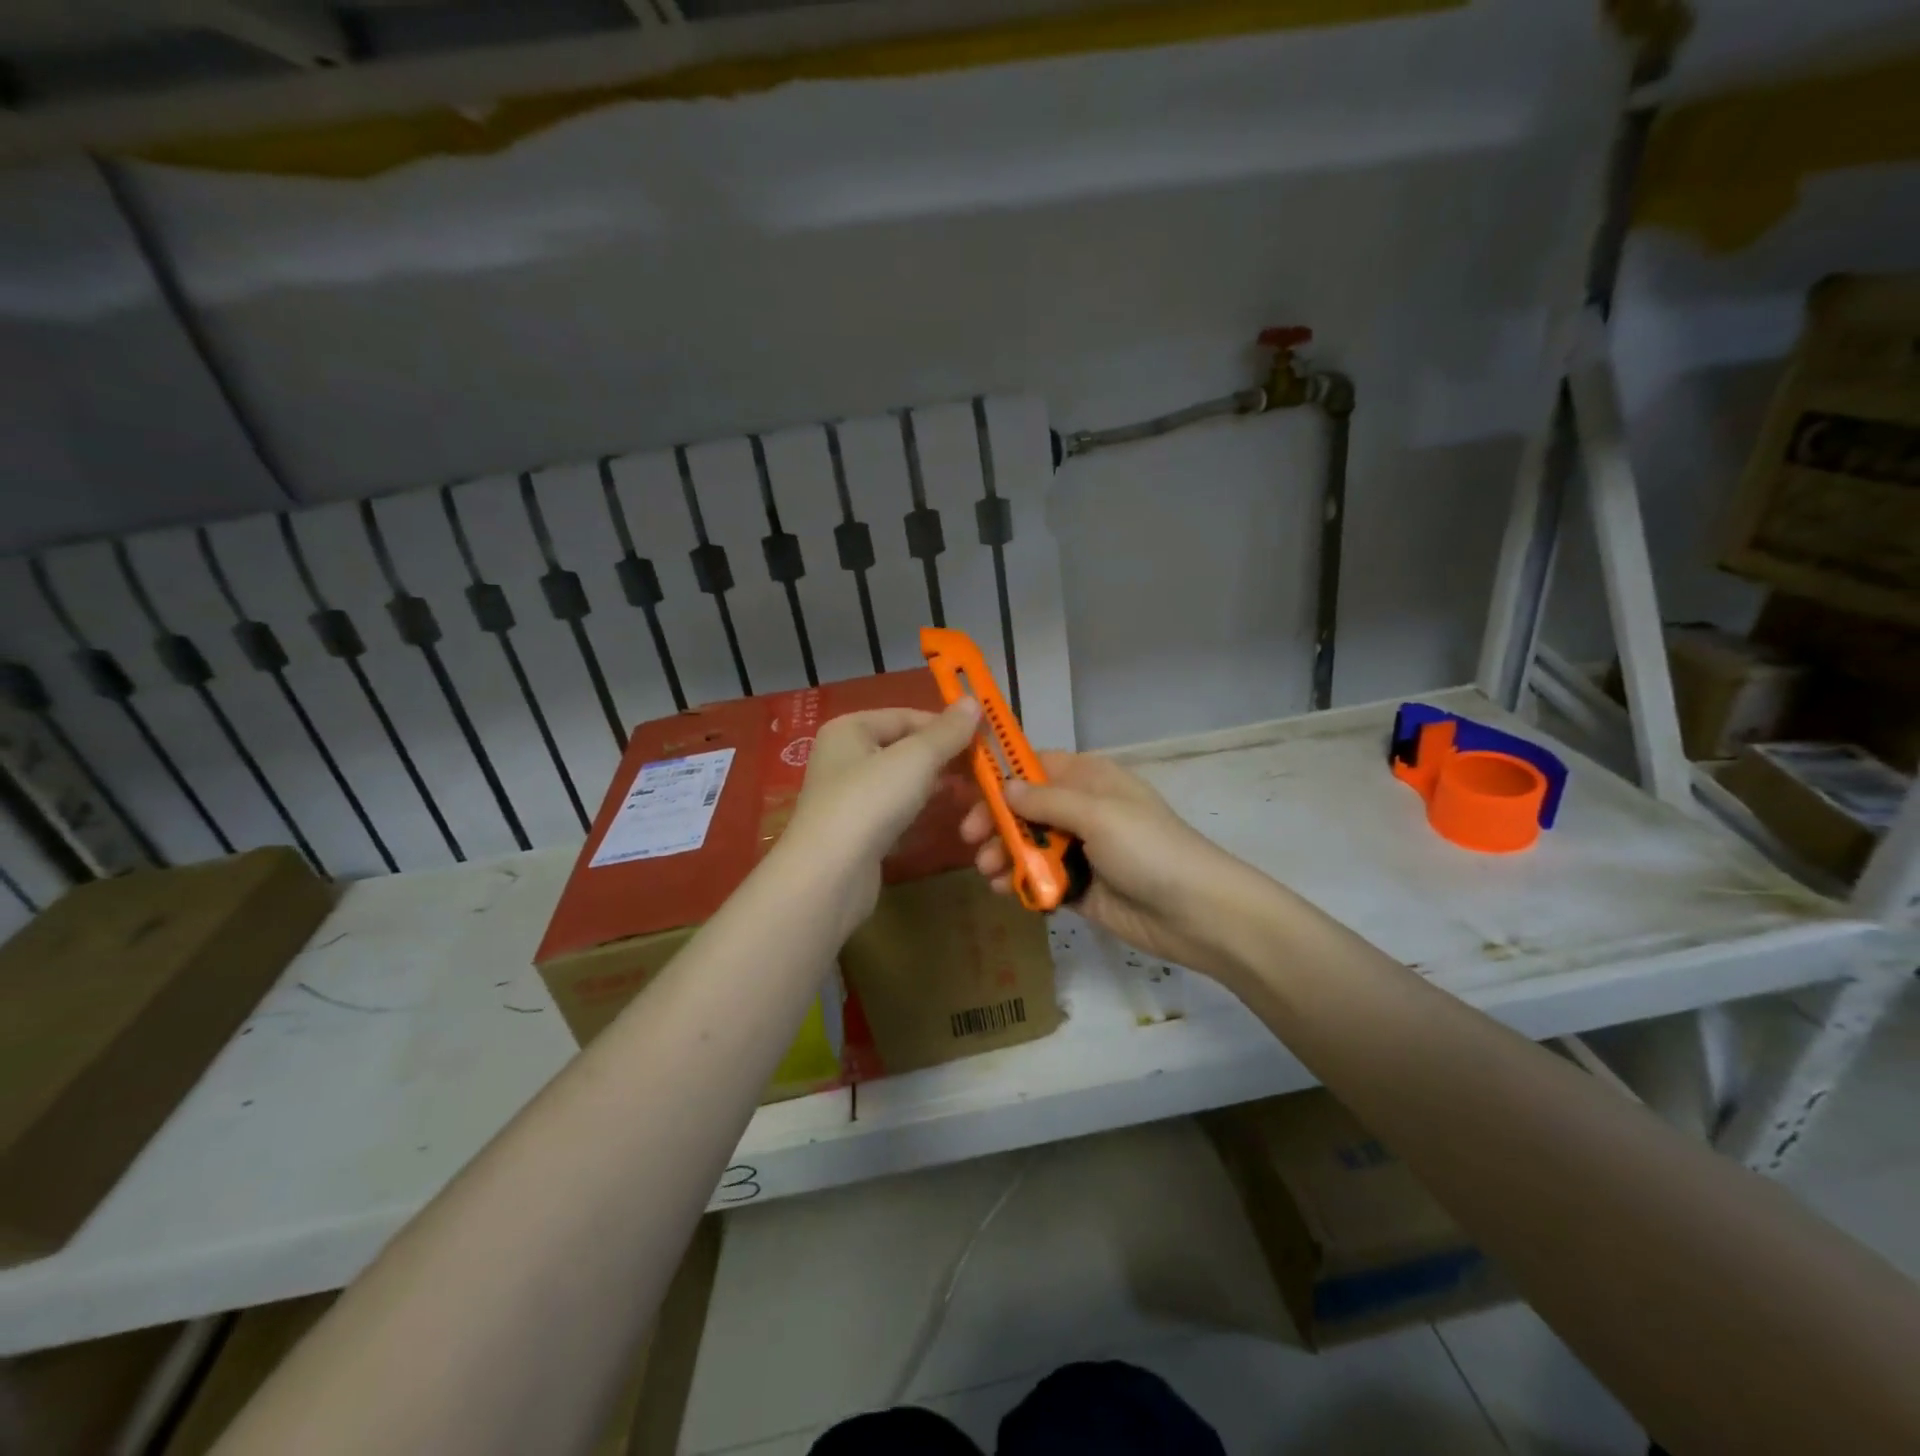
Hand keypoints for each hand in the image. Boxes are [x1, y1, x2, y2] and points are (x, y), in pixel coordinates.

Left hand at [786, 701, 981, 931]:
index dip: (947, 726)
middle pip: (906, 748)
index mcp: (850, 728)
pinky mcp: (858, 831)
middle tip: (985, 771)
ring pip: (904, 781)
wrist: (830, 875)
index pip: (908, 716)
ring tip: (973, 793)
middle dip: (945, 758)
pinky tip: (945, 815)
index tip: (986, 741)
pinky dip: (921, 809)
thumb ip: (947, 731)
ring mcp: (849, 796)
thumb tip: (974, 701)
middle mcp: (845, 756)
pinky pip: (897, 810)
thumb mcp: (916, 758)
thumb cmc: (870, 801)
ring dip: (937, 785)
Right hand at [960, 750, 1265, 975]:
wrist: (1196, 912)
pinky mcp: (1078, 886)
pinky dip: (1020, 880)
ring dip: (1003, 853)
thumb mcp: (1098, 814)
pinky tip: (1004, 889)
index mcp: (1090, 779)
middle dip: (996, 821)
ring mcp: (1080, 849)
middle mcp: (1082, 809)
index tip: (967, 790)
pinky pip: (1040, 877)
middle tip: (970, 838)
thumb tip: (1003, 786)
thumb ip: (1046, 801)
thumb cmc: (1148, 849)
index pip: (1036, 766)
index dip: (1002, 776)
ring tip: (988, 871)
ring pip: (1028, 844)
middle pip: (1025, 807)